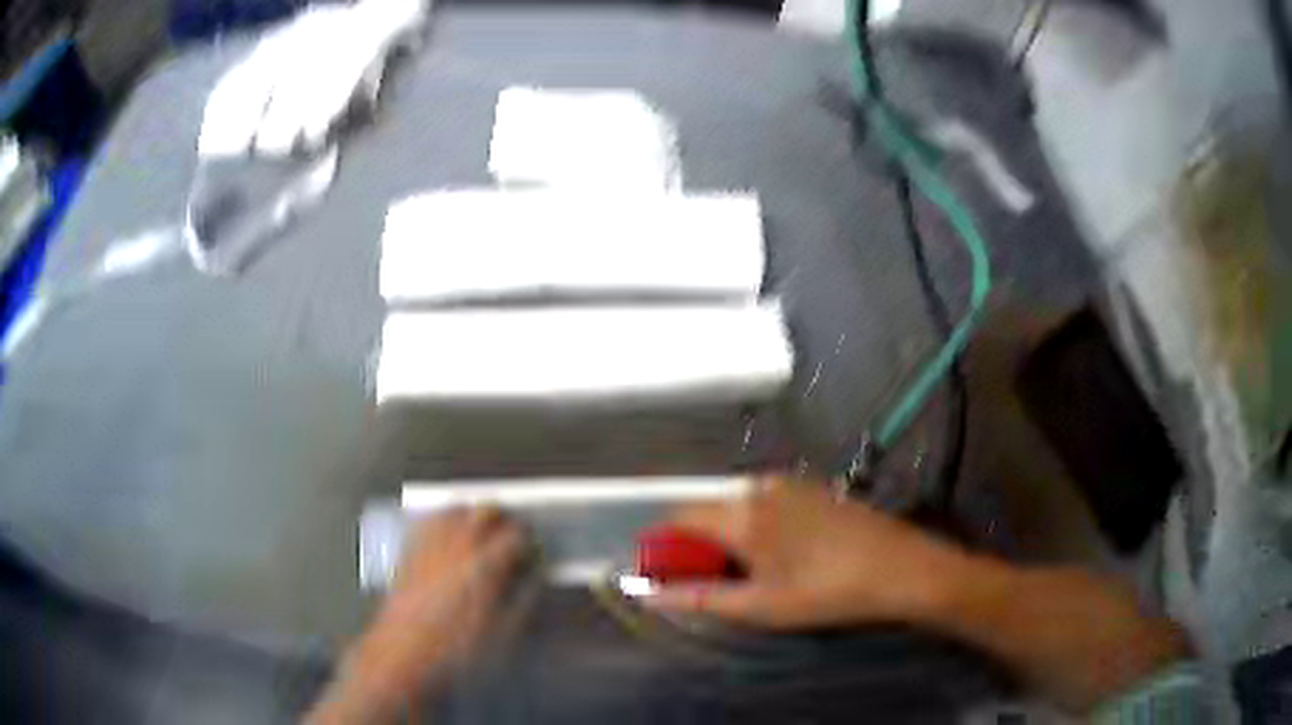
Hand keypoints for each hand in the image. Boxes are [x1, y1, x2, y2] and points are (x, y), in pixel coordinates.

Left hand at [307, 508, 524, 723]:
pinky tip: (449, 535)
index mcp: (486, 563)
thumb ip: (525, 600)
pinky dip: (445, 519)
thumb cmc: (458, 650)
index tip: (534, 552)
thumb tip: (535, 578)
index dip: (530, 540)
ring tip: (482, 532)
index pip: (517, 533)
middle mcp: (458, 544)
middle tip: (513, 537)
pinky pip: (430, 519)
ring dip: (474, 515)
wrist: (404, 654)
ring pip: (457, 508)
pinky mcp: (410, 549)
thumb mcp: (505, 634)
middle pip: (486, 509)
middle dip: (504, 519)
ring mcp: (430, 542)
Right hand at [647, 477, 968, 628]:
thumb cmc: (825, 592)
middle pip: (709, 510)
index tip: (669, 573)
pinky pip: (767, 503)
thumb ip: (700, 598)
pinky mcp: (813, 488)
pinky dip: (757, 526)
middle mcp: (760, 488)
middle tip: (717, 583)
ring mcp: (790, 484)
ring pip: (739, 507)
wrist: (899, 567)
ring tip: (754, 574)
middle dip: (700, 545)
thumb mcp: (760, 606)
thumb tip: (652, 595)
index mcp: (741, 514)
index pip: (680, 516)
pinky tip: (785, 555)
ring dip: (730, 536)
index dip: (665, 544)